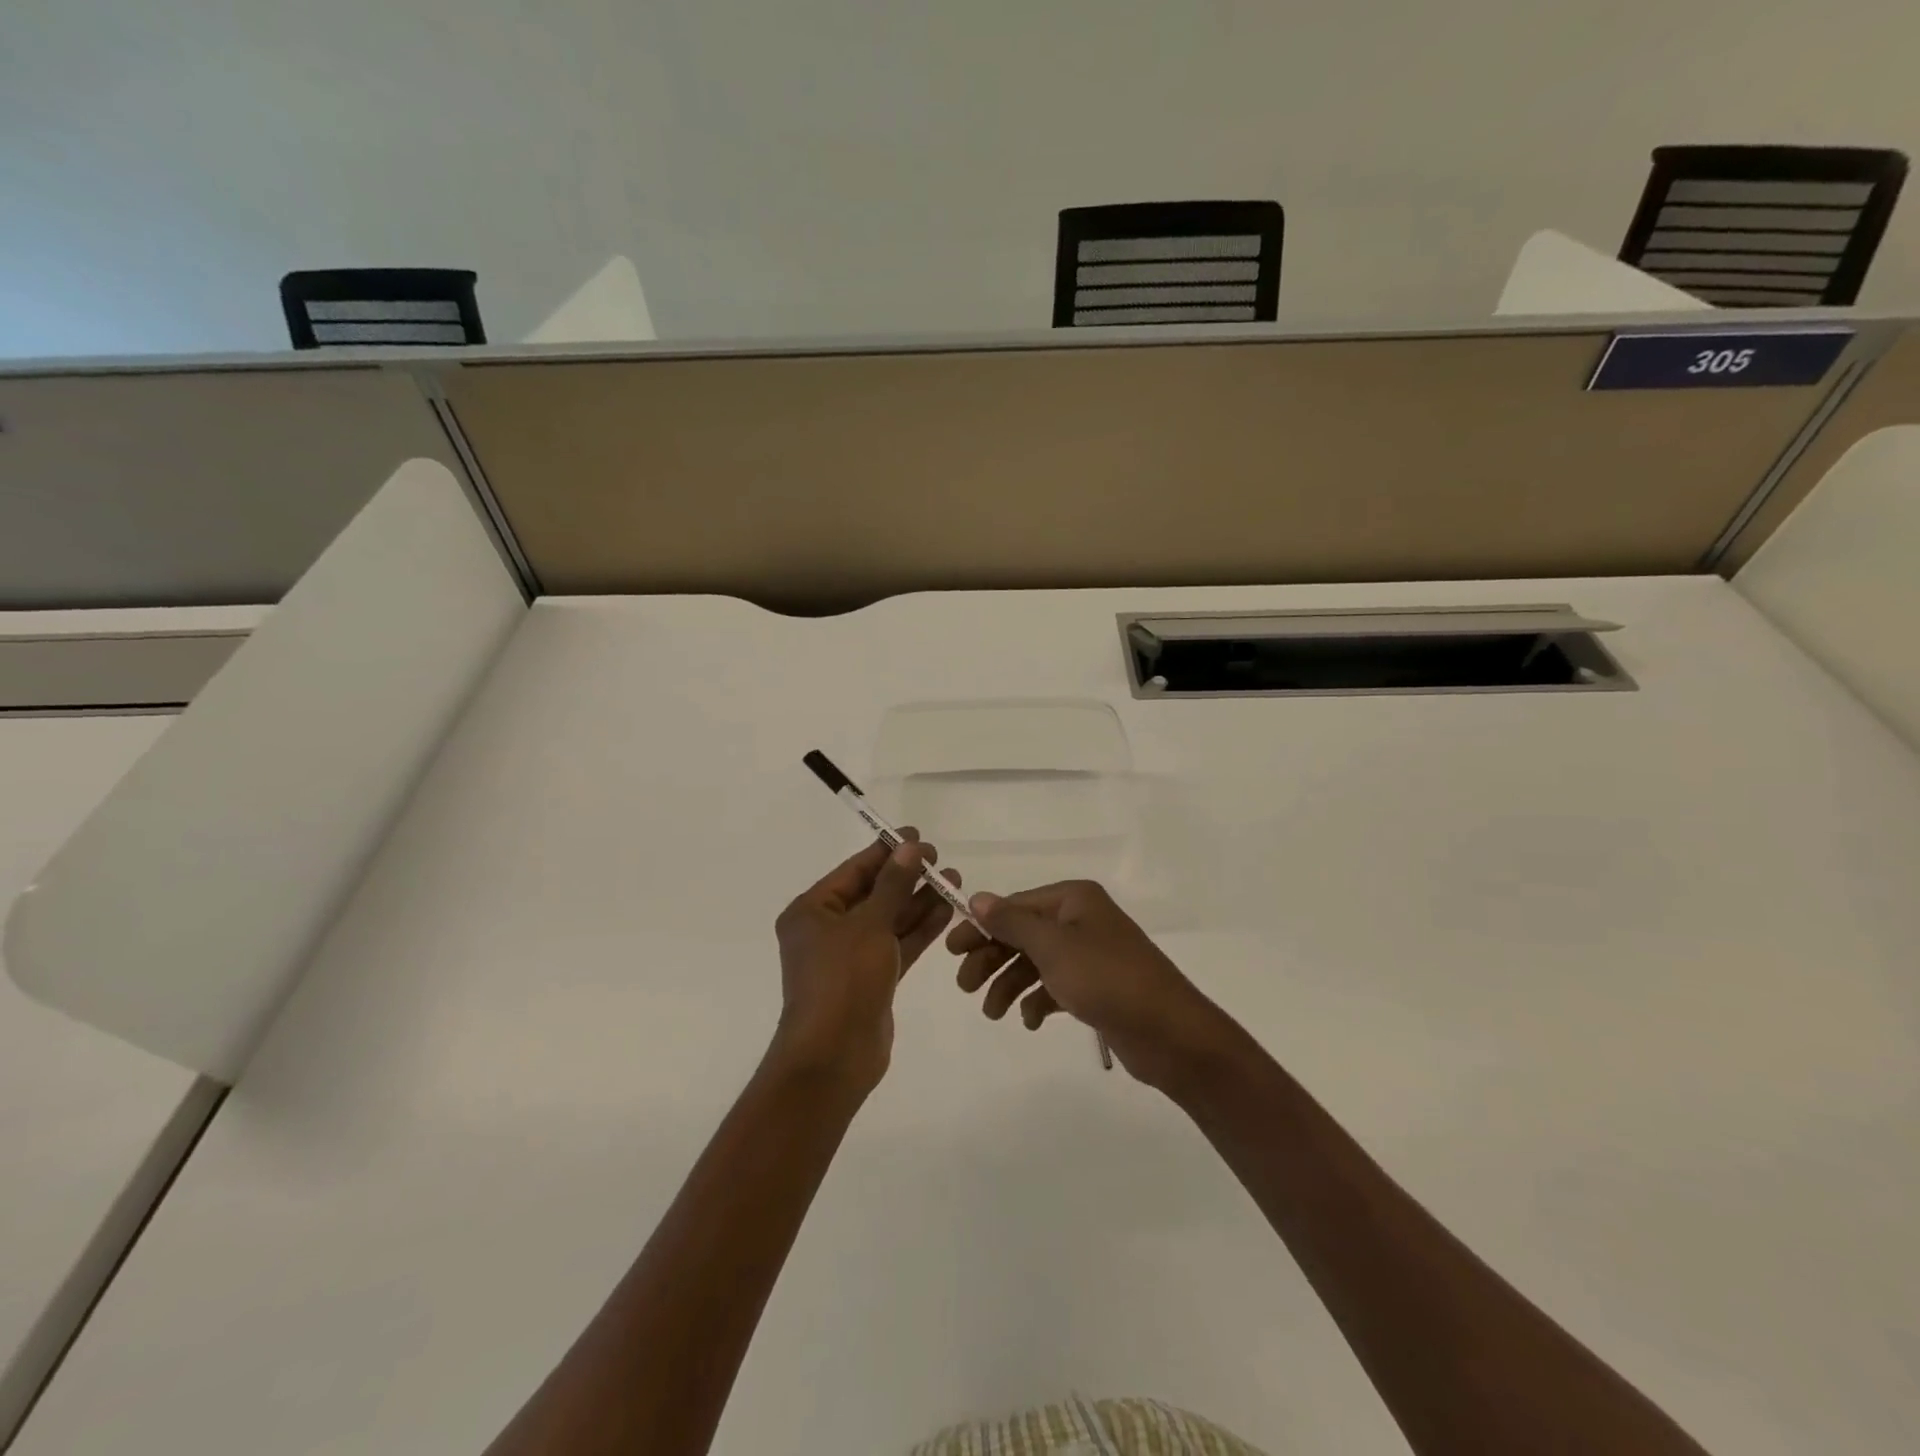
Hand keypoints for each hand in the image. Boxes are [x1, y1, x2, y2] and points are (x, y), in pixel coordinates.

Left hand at [770, 834, 959, 1093]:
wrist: (834, 1057)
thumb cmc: (843, 980)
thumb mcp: (869, 925)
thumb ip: (893, 884)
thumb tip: (910, 847)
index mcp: (812, 911)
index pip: (854, 871)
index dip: (886, 852)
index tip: (918, 836)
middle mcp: (828, 930)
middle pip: (873, 893)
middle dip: (907, 877)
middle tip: (941, 860)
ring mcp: (851, 956)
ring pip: (889, 919)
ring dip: (918, 901)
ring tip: (954, 880)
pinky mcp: (872, 979)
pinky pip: (897, 944)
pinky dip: (919, 929)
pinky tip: (946, 910)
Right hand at [948, 880, 1236, 1092]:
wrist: (1169, 1033)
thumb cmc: (1107, 979)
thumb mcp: (1053, 947)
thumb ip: (1011, 922)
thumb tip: (977, 897)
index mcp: (1073, 900)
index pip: (1014, 906)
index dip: (981, 926)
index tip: (950, 950)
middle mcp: (1080, 921)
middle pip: (1022, 934)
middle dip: (992, 958)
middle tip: (965, 987)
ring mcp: (1089, 955)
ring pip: (1035, 963)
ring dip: (1010, 985)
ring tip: (993, 1012)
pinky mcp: (1096, 988)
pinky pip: (1054, 987)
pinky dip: (1037, 1001)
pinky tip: (1030, 1021)